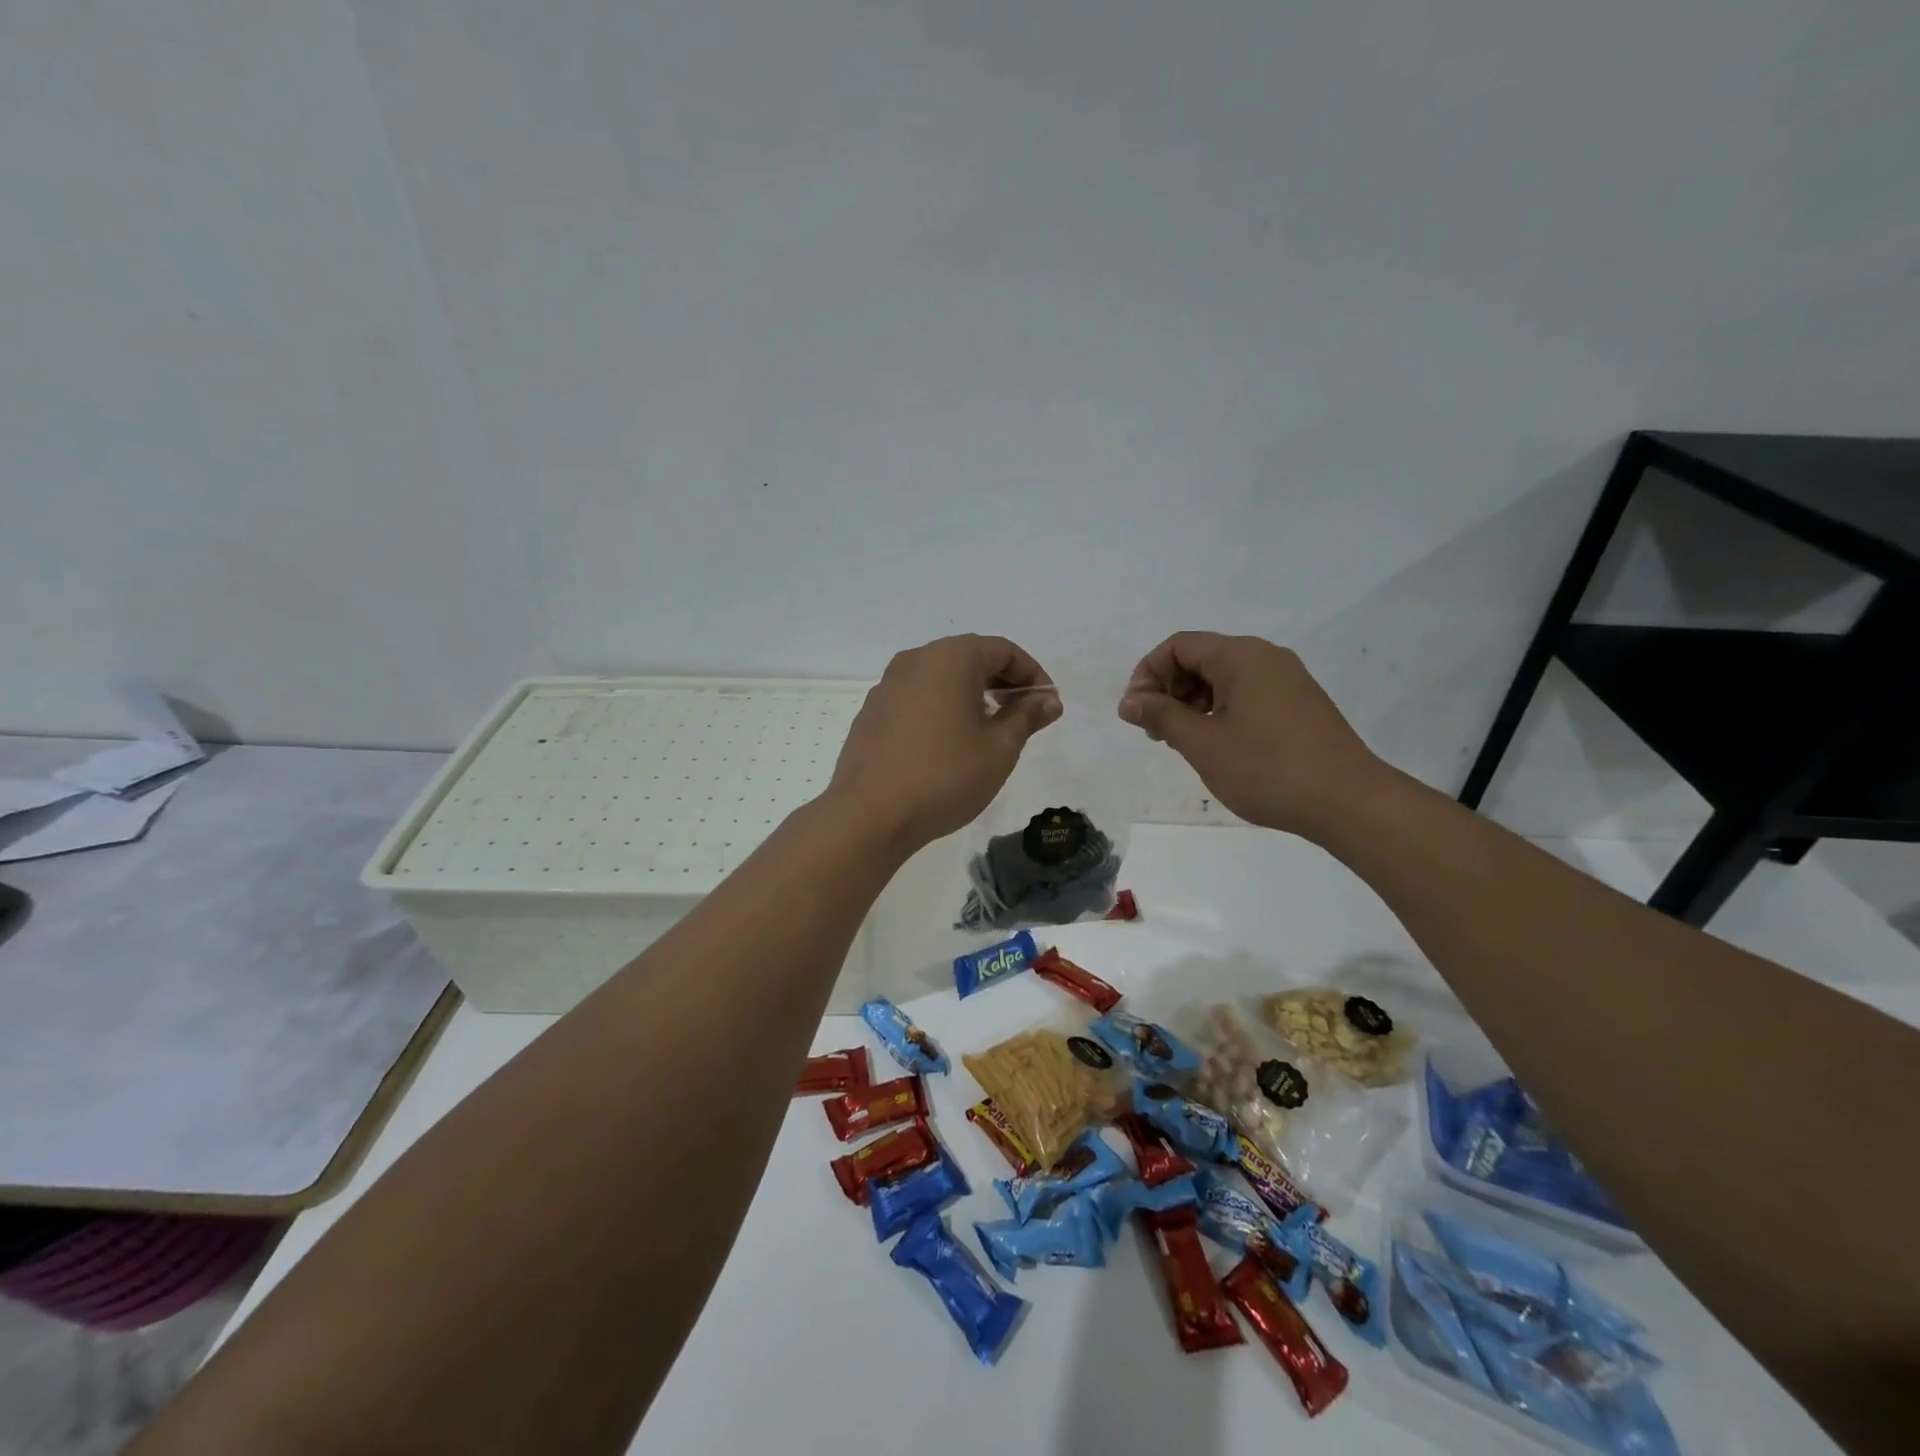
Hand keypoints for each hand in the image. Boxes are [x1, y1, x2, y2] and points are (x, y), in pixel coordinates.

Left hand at [828, 635, 1060, 853]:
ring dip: (972, 695)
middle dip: (1003, 683)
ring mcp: (888, 685)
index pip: (1003, 650)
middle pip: (970, 658)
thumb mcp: (999, 748)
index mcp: (951, 657)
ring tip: (989, 731)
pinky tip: (949, 744)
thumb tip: (1047, 700)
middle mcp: (916, 659)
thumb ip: (1026, 717)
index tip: (1048, 706)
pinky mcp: (872, 712)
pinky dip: (942, 708)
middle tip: (1024, 717)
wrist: (870, 814)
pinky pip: (918, 697)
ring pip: (942, 677)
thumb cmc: (946, 775)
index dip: (1033, 675)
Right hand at [1117, 632, 1386, 838]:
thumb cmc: (1267, 769)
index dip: (1148, 674)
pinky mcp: (1298, 704)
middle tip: (1155, 732)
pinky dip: (1219, 711)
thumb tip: (1129, 701)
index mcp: (1241, 656)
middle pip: (1200, 658)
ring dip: (1192, 703)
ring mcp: (1287, 680)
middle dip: (1169, 689)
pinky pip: (1246, 694)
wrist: (1348, 802)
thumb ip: (1161, 716)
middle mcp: (1266, 657)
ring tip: (1182, 743)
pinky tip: (1216, 745)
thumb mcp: (1203, 743)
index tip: (1136, 713)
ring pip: (1223, 678)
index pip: (1178, 646)